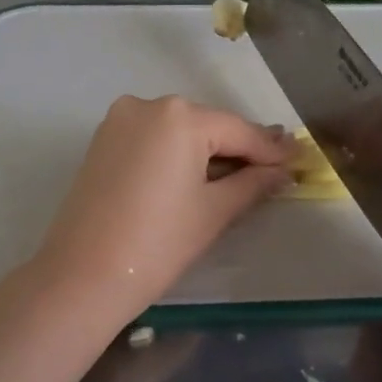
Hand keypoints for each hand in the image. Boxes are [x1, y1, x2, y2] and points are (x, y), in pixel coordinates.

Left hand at [29, 96, 294, 326]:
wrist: (82, 276)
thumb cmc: (158, 244)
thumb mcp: (215, 212)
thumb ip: (254, 183)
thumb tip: (283, 171)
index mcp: (180, 116)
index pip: (239, 131)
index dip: (271, 150)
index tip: (299, 160)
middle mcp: (148, 105)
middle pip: (209, 126)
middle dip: (240, 149)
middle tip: (273, 170)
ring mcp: (119, 121)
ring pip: (179, 131)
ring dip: (209, 151)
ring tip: (240, 176)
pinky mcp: (102, 141)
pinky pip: (153, 140)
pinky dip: (177, 154)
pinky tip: (197, 176)